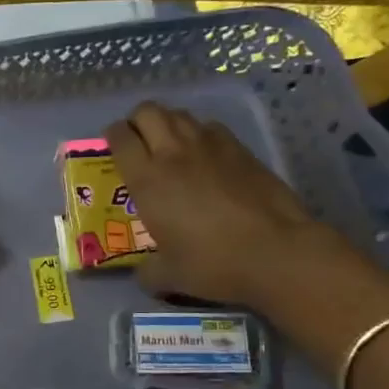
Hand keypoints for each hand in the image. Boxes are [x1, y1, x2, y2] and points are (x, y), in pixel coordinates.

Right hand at [105, 101, 335, 308]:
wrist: (276, 253)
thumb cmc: (213, 263)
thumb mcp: (169, 276)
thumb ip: (148, 271)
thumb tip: (144, 274)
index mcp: (147, 179)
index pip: (120, 137)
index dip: (112, 136)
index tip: (113, 146)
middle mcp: (173, 153)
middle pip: (148, 112)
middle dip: (138, 121)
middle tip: (139, 141)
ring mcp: (210, 146)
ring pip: (180, 114)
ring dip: (168, 123)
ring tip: (169, 145)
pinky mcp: (240, 149)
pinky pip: (210, 127)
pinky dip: (200, 133)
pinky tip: (205, 155)